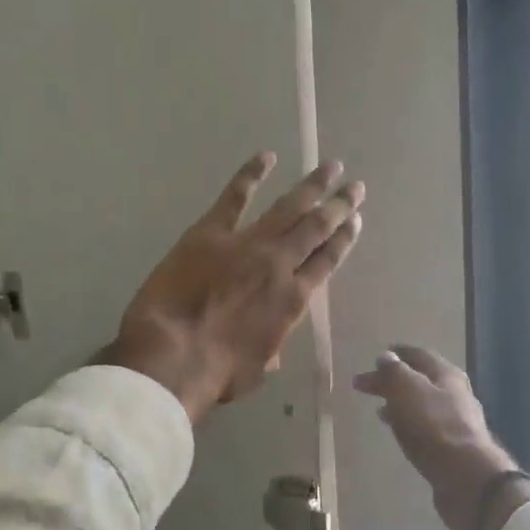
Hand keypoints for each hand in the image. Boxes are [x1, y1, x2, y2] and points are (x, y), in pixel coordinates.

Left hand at [106, 153, 365, 425]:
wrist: (173, 356)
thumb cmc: (217, 373)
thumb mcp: (258, 367)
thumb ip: (270, 346)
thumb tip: (269, 342)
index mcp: (294, 300)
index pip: (327, 262)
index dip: (344, 239)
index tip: (355, 221)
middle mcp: (279, 265)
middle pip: (316, 228)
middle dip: (338, 205)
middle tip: (354, 186)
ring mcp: (247, 244)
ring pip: (288, 207)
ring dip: (311, 185)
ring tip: (331, 166)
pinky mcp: (210, 232)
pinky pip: (235, 195)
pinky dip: (251, 174)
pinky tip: (267, 156)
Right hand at [352, 346, 524, 529]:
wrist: (467, 478)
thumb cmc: (435, 427)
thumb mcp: (408, 390)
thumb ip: (395, 372)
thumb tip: (386, 357)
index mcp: (446, 375)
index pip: (419, 355)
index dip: (396, 354)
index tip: (376, 356)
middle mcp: (455, 394)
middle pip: (419, 380)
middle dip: (392, 380)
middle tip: (364, 385)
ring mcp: (456, 422)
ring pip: (422, 405)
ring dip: (399, 403)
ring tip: (378, 408)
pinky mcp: (452, 448)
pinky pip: (424, 427)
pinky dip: (407, 424)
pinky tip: (397, 432)